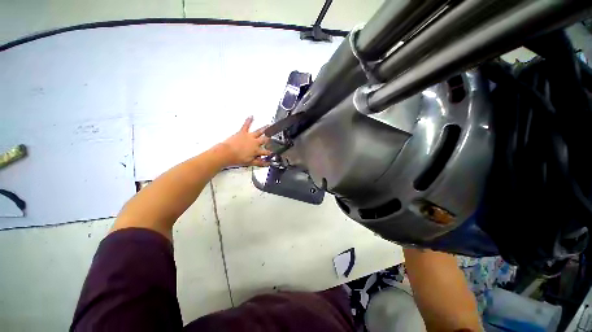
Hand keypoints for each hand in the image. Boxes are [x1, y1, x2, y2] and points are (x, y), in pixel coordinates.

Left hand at [218, 116, 271, 166]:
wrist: (226, 153)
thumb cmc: (236, 158)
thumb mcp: (250, 163)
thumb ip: (260, 163)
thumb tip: (266, 163)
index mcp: (257, 150)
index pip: (266, 152)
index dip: (269, 153)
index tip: (271, 153)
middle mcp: (255, 142)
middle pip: (264, 140)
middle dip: (269, 139)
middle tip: (271, 138)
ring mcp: (249, 136)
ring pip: (259, 132)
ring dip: (264, 129)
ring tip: (268, 126)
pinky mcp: (242, 132)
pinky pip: (246, 125)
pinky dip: (249, 120)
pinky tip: (251, 116)